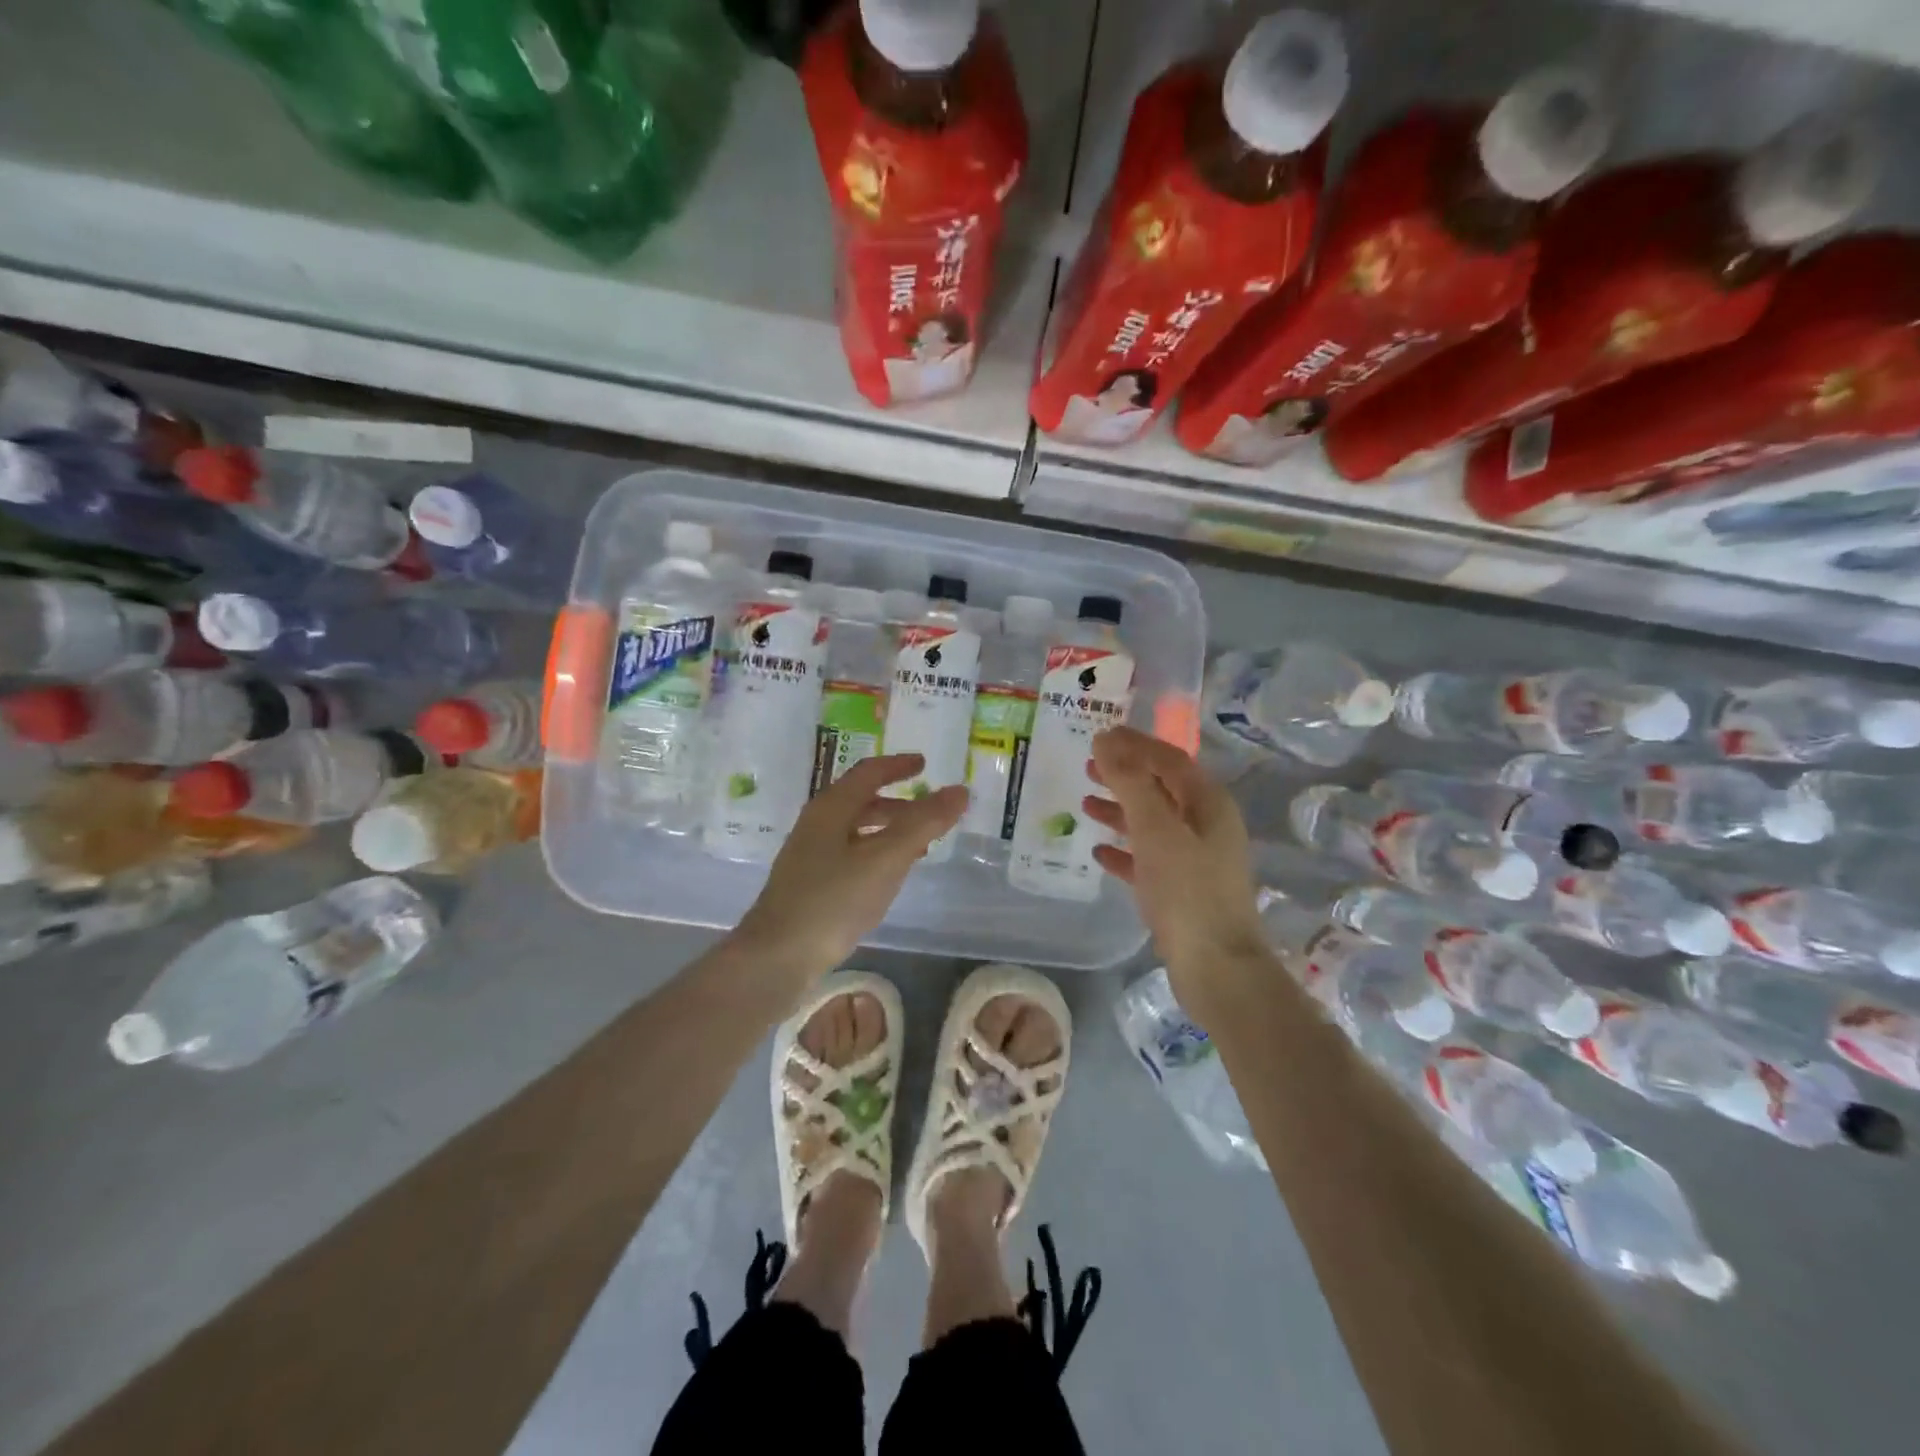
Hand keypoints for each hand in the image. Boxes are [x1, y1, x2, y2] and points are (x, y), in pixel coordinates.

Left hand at [736, 753, 966, 987]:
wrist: (777, 956)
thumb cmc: (833, 899)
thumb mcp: (886, 858)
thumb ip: (923, 823)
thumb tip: (960, 790)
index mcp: (831, 808)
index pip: (868, 773)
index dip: (898, 765)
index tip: (924, 764)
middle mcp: (817, 824)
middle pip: (861, 800)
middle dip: (897, 801)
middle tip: (929, 809)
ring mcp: (809, 855)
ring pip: (856, 829)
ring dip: (888, 829)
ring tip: (919, 845)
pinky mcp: (809, 884)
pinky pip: (850, 854)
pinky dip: (876, 853)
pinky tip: (888, 876)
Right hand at [1081, 727, 1269, 1012]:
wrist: (1216, 967)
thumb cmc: (1187, 891)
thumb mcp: (1156, 830)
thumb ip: (1131, 783)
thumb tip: (1107, 741)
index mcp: (1208, 803)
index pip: (1168, 759)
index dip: (1134, 744)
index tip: (1099, 734)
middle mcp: (1206, 825)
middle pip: (1160, 787)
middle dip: (1124, 774)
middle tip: (1086, 766)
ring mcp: (1196, 858)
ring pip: (1153, 823)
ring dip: (1120, 810)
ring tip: (1085, 804)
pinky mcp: (1183, 889)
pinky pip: (1149, 858)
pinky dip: (1125, 850)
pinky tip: (1099, 853)